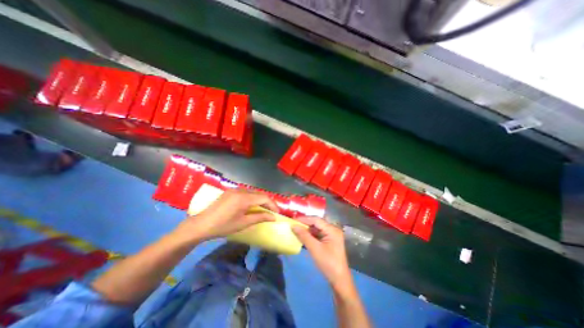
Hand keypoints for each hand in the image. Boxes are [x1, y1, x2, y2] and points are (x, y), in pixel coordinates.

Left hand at [172, 189, 276, 244]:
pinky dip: (251, 198)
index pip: (264, 197)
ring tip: (263, 209)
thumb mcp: (243, 223)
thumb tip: (273, 217)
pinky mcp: (229, 192)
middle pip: (259, 193)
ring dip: (259, 200)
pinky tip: (251, 206)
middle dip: (267, 202)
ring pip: (252, 192)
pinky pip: (245, 193)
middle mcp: (240, 190)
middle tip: (271, 212)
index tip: (277, 213)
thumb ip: (260, 217)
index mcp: (244, 198)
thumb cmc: (222, 226)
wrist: (199, 225)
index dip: (272, 204)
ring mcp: (234, 190)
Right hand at [290, 217, 353, 293]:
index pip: (316, 220)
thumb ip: (304, 236)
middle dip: (305, 223)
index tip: (293, 220)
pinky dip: (311, 234)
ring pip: (317, 228)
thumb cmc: (328, 264)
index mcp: (332, 229)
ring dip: (307, 229)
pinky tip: (303, 236)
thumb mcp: (314, 249)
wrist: (339, 280)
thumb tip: (293, 226)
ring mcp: (332, 235)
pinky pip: (318, 234)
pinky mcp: (329, 240)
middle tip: (294, 224)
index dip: (304, 219)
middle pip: (317, 223)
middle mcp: (333, 229)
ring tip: (297, 229)